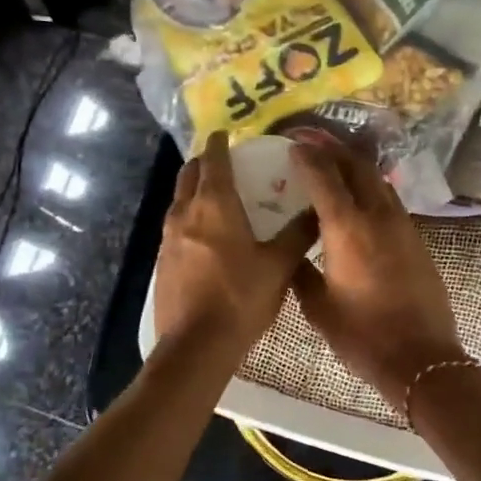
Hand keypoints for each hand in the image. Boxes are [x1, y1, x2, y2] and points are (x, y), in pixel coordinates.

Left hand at [155, 133, 315, 353]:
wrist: (196, 346)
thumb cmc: (241, 298)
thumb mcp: (279, 266)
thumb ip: (298, 234)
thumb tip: (318, 210)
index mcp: (214, 205)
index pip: (213, 160)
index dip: (219, 143)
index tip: (227, 134)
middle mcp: (185, 213)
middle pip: (189, 174)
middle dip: (204, 163)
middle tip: (226, 164)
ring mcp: (168, 238)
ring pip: (179, 201)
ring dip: (195, 191)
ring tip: (220, 199)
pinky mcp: (162, 261)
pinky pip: (176, 226)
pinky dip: (191, 218)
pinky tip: (208, 237)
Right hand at [288, 136, 465, 402]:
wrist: (420, 357)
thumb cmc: (362, 335)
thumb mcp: (319, 307)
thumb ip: (302, 272)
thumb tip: (294, 254)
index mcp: (347, 228)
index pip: (324, 177)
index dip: (307, 156)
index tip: (292, 144)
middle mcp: (377, 216)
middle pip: (356, 166)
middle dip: (333, 148)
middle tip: (312, 140)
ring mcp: (403, 225)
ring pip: (378, 180)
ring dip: (355, 165)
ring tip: (334, 162)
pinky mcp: (417, 239)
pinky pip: (390, 200)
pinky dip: (370, 188)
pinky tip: (359, 198)